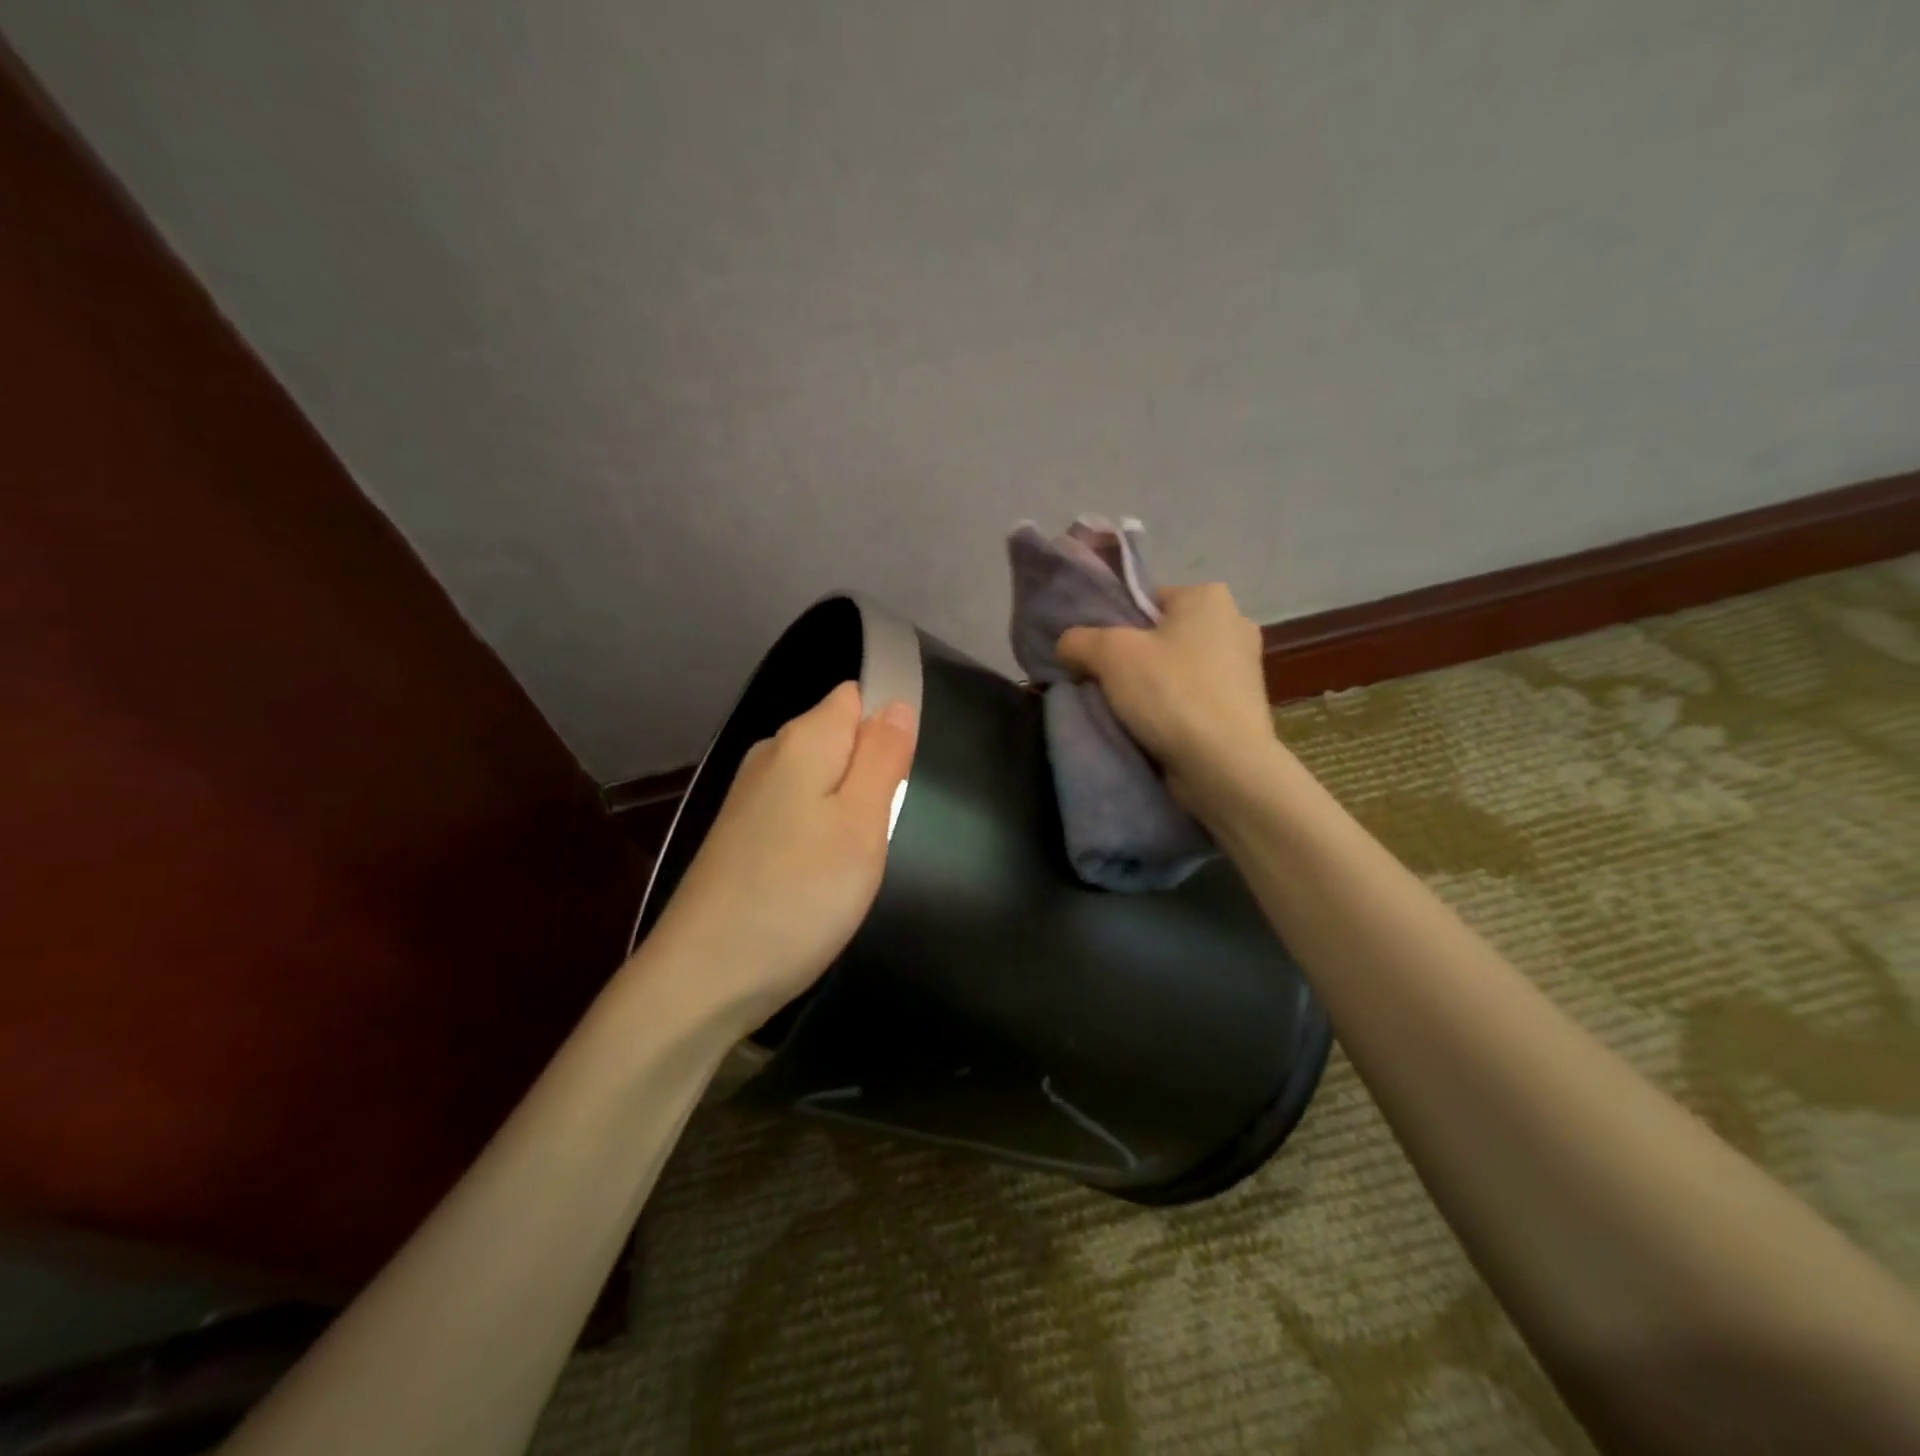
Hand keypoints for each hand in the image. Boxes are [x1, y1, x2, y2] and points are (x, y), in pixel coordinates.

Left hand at [641, 682, 917, 1036]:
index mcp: (802, 740)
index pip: (855, 697)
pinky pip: (797, 813)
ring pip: (820, 780)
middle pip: (838, 738)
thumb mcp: (861, 824)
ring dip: (847, 810)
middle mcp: (769, 755)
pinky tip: (819, 876)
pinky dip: (818, 835)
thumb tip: (895, 704)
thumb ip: (882, 757)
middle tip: (880, 830)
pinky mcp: (740, 836)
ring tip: (854, 860)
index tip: (900, 780)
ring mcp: (749, 798)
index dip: (887, 727)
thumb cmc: (798, 896)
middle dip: (871, 773)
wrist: (703, 977)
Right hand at [1057, 582, 1276, 809]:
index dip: (1113, 627)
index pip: (1146, 601)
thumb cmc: (1170, 693)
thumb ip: (1079, 639)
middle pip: (1161, 637)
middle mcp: (1234, 623)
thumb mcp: (1109, 654)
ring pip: (1176, 670)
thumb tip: (1068, 645)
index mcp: (1208, 597)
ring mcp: (1244, 668)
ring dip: (1151, 688)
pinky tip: (1152, 730)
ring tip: (1123, 712)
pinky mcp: (1244, 707)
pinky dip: (1172, 710)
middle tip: (1102, 685)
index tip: (1094, 657)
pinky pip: (1194, 699)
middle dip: (1132, 659)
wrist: (1224, 765)